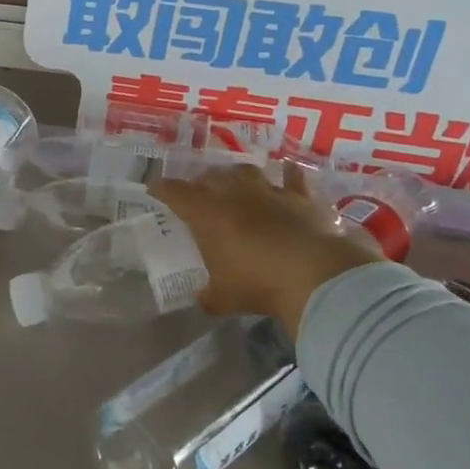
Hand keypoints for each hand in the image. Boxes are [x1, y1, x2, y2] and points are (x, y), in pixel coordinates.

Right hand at [149, 162, 382, 338]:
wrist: (314, 276)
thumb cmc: (258, 284)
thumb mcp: (224, 298)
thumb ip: (209, 296)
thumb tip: (203, 299)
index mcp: (207, 215)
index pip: (177, 193)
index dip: (163, 189)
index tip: (154, 188)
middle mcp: (235, 195)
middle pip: (211, 177)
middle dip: (201, 182)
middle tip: (198, 191)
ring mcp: (270, 193)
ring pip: (246, 172)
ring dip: (236, 174)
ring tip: (233, 180)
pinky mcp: (301, 199)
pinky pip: (293, 179)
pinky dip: (289, 174)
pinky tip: (289, 170)